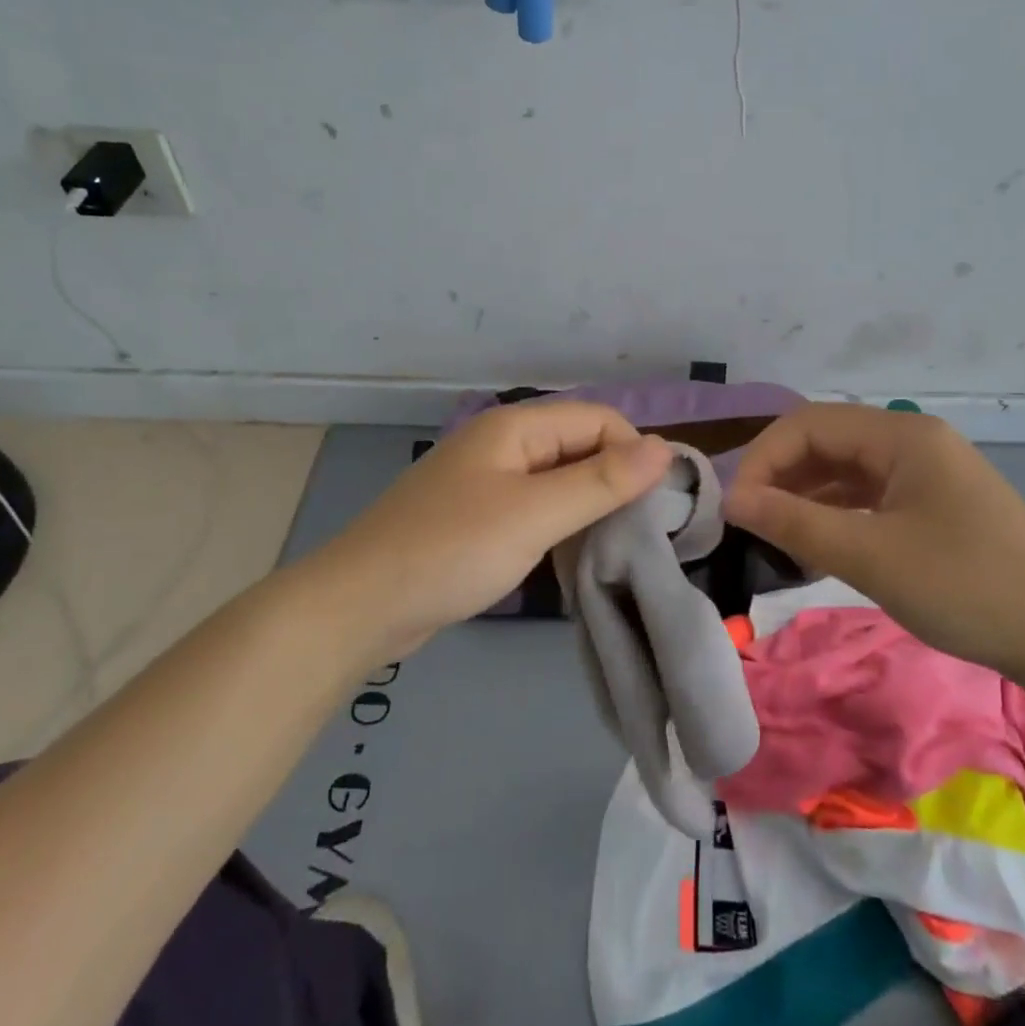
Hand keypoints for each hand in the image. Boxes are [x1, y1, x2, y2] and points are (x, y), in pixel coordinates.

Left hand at [302, 402, 672, 658]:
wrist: (360, 606)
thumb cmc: (451, 551)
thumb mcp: (534, 514)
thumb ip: (601, 481)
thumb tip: (663, 448)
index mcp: (515, 427)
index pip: (598, 419)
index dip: (632, 454)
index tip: (653, 507)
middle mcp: (503, 444)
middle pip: (579, 446)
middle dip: (614, 481)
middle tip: (642, 533)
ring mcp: (488, 481)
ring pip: (560, 480)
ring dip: (589, 506)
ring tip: (615, 547)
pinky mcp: (478, 517)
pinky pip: (536, 507)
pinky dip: (561, 525)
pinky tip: (573, 555)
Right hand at [723, 403, 1024, 675]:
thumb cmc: (965, 586)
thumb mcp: (870, 555)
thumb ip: (795, 523)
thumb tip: (733, 500)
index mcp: (902, 436)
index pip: (809, 424)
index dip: (763, 458)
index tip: (735, 507)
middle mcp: (912, 442)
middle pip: (826, 442)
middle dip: (781, 476)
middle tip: (748, 521)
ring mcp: (926, 474)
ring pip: (845, 470)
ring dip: (805, 496)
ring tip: (773, 535)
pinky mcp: (933, 505)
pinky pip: (868, 496)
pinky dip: (835, 514)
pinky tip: (815, 544)